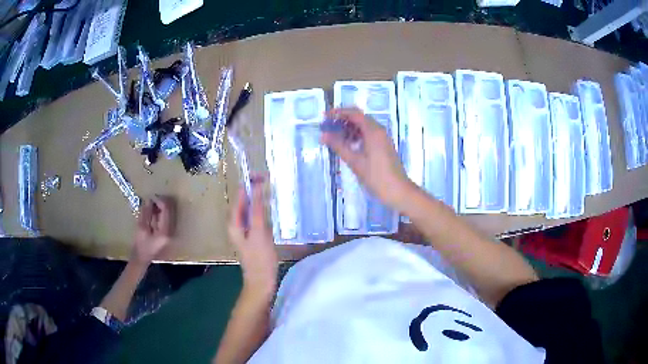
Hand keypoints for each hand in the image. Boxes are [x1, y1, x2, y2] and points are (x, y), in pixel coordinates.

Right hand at [132, 196, 175, 264]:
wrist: (142, 259)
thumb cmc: (141, 245)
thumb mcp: (141, 228)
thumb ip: (146, 213)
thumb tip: (149, 199)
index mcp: (165, 231)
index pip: (167, 210)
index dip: (160, 200)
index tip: (151, 196)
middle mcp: (172, 231)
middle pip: (171, 209)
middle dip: (162, 202)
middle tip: (151, 199)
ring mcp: (172, 231)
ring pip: (170, 212)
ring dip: (161, 206)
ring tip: (150, 205)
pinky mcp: (168, 231)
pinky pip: (168, 217)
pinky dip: (161, 212)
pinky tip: (153, 212)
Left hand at [228, 176, 277, 293]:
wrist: (262, 281)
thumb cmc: (260, 258)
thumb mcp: (259, 232)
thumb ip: (257, 210)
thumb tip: (255, 187)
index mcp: (234, 222)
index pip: (239, 196)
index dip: (249, 184)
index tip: (261, 174)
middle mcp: (236, 224)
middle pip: (243, 202)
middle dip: (253, 189)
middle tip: (267, 178)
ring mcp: (245, 230)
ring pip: (250, 209)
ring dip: (258, 199)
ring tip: (269, 188)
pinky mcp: (253, 236)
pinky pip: (255, 217)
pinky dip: (261, 210)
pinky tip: (270, 208)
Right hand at [321, 107, 411, 209]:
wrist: (398, 191)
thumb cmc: (376, 176)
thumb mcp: (355, 162)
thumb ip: (338, 146)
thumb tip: (323, 135)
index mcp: (373, 131)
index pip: (354, 113)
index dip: (338, 112)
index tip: (325, 117)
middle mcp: (379, 130)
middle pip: (359, 118)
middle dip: (342, 120)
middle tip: (328, 128)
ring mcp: (383, 138)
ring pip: (364, 127)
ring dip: (349, 129)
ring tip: (335, 138)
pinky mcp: (384, 146)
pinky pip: (368, 135)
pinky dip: (357, 136)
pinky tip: (348, 146)